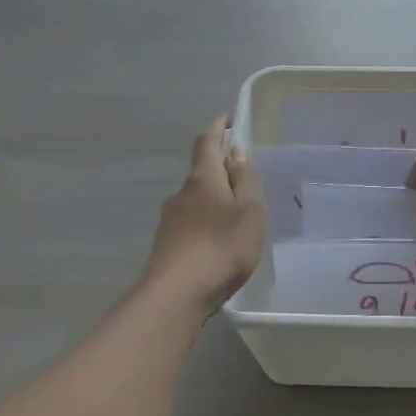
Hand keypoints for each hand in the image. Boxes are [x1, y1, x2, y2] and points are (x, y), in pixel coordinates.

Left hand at [142, 117, 265, 313]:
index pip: (207, 142)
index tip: (227, 118)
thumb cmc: (220, 247)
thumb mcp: (249, 212)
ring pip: (195, 200)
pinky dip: (206, 222)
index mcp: (203, 179)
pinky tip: (218, 241)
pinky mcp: (166, 247)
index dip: (218, 127)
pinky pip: (190, 224)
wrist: (174, 297)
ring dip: (213, 198)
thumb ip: (245, 181)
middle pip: (201, 172)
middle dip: (220, 168)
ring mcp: (170, 221)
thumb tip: (236, 152)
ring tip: (236, 212)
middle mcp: (181, 194)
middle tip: (243, 173)